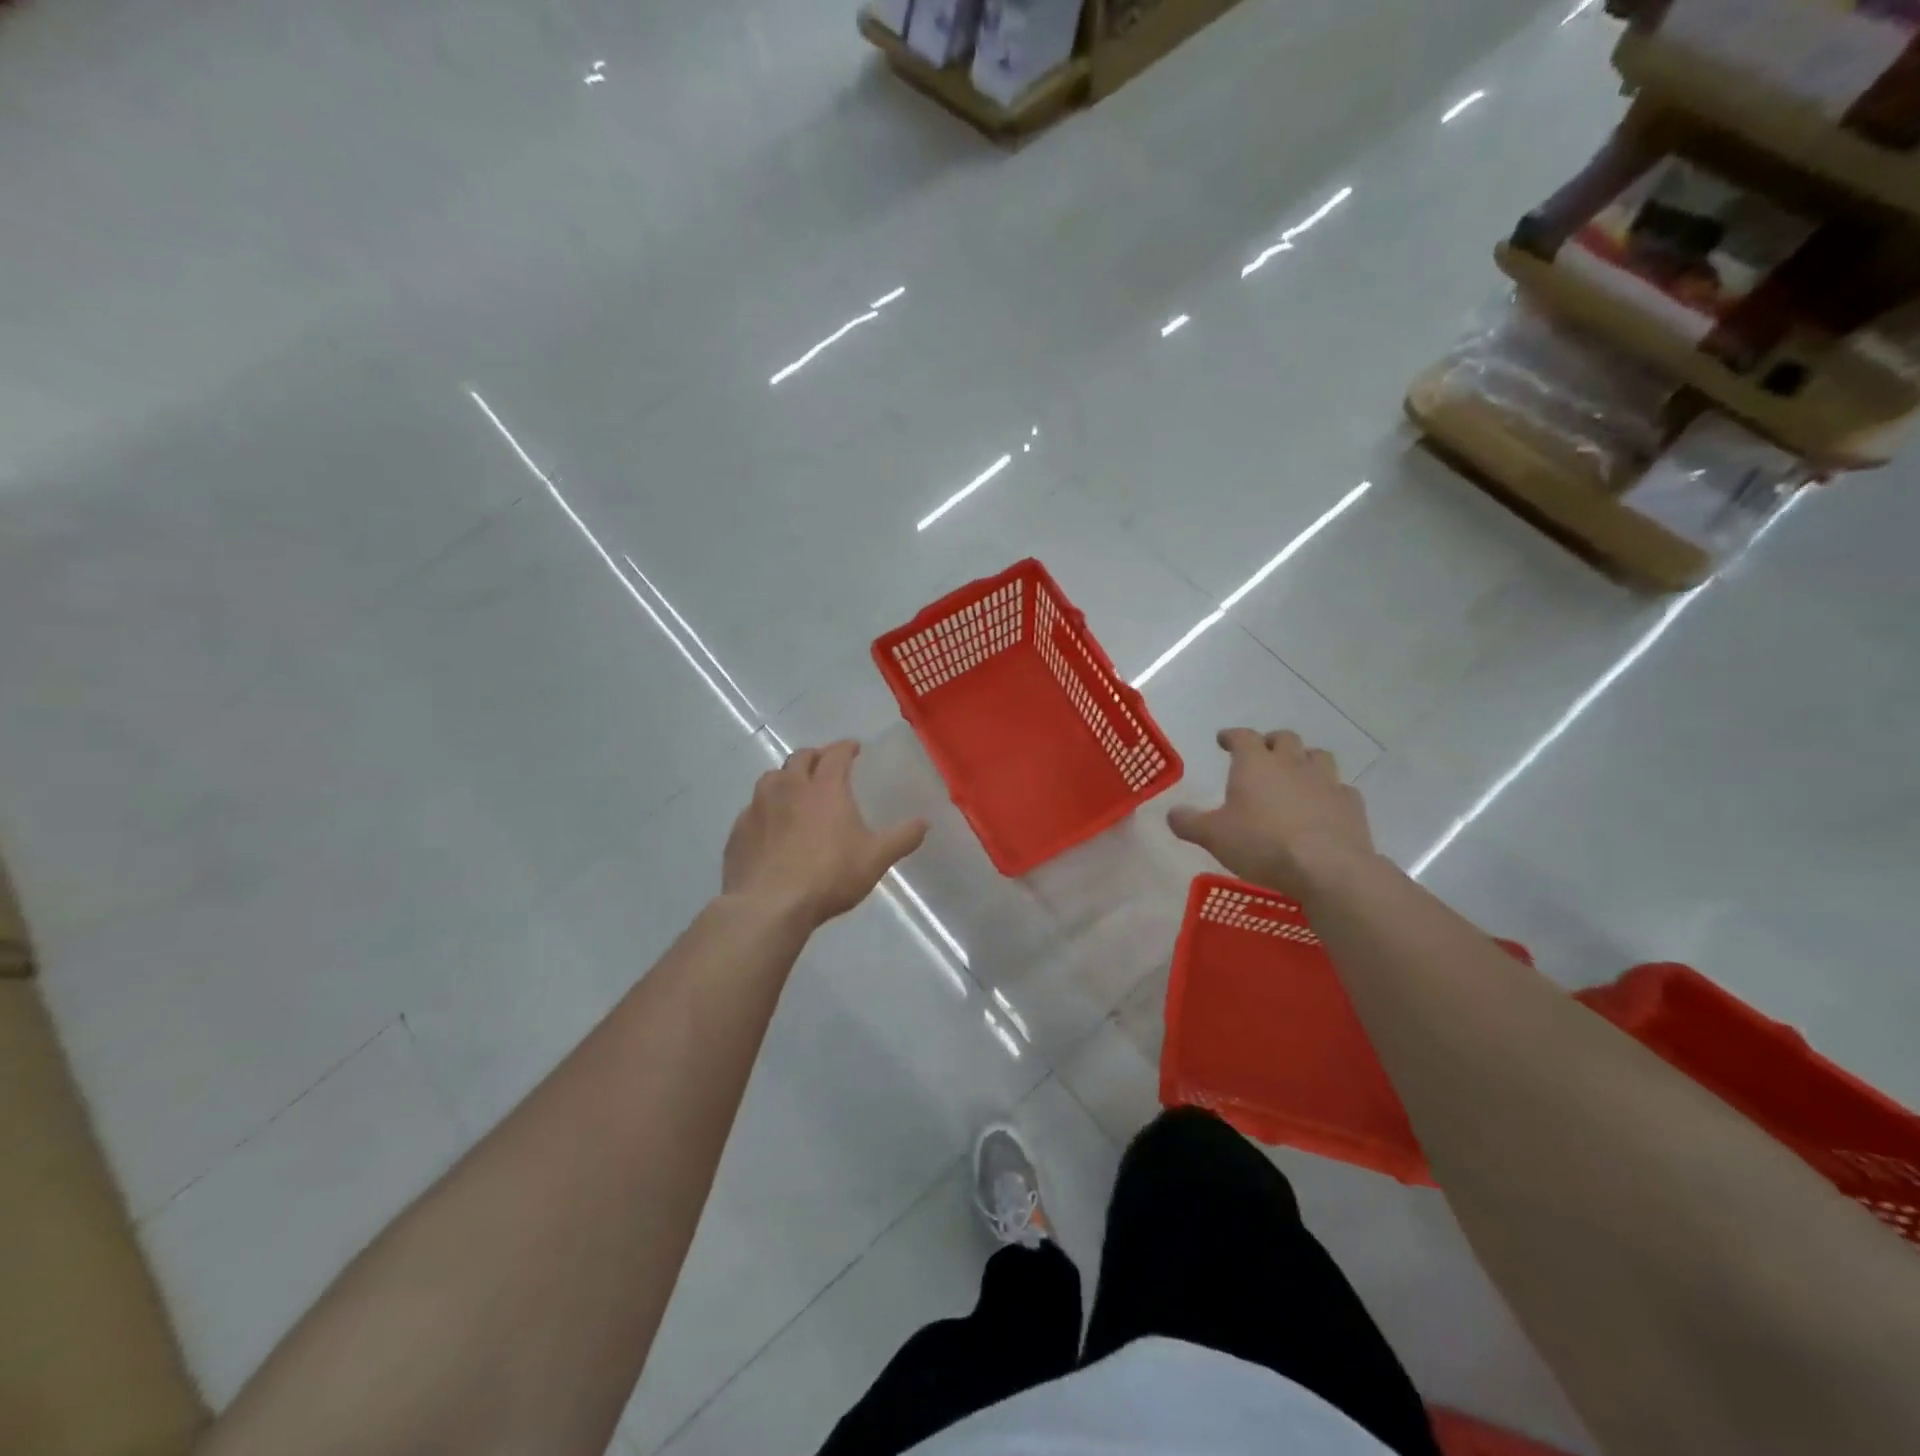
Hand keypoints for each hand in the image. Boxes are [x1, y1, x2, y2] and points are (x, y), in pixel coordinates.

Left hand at [722, 740, 927, 928]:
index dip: (845, 747)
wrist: (768, 905)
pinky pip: (753, 809)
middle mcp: (788, 787)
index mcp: (824, 787)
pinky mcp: (739, 830)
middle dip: (815, 757)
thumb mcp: (875, 859)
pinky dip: (766, 808)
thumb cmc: (828, 876)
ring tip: (796, 790)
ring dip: (786, 778)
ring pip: (771, 778)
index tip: (853, 748)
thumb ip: (901, 838)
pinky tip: (771, 825)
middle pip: (800, 758)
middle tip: (825, 765)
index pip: (835, 754)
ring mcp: (758, 807)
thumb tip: (924, 822)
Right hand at [1167, 728, 1374, 898]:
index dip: (1231, 736)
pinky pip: (1341, 789)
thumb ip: (1190, 823)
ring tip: (1296, 773)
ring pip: (1318, 756)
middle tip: (1262, 753)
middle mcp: (1292, 764)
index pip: (1242, 737)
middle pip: (1284, 739)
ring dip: (1305, 760)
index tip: (1224, 739)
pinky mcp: (1351, 804)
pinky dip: (1330, 792)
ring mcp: (1326, 782)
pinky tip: (1324, 805)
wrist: (1326, 868)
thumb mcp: (1213, 836)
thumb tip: (1171, 814)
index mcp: (1255, 764)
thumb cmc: (1262, 844)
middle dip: (1271, 742)